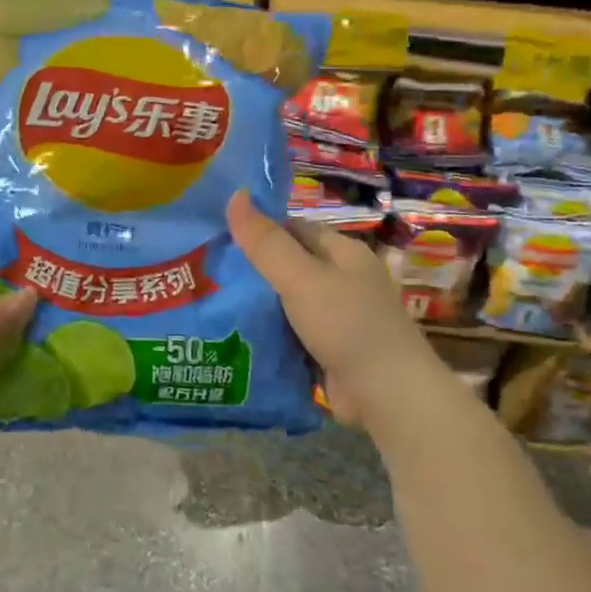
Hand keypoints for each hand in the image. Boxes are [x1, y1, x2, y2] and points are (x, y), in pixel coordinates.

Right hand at [225, 191, 447, 434]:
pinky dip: (266, 334)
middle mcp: (341, 280)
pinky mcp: (326, 349)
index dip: (258, 229)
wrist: (386, 395)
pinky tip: (232, 335)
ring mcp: (335, 317)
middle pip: (287, 265)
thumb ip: (266, 243)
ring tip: (206, 301)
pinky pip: (289, 333)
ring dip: (255, 305)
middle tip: (204, 272)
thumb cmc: (347, 325)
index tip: (217, 237)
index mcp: (342, 253)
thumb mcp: (301, 278)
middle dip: (250, 270)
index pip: (293, 228)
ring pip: (285, 302)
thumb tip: (235, 195)